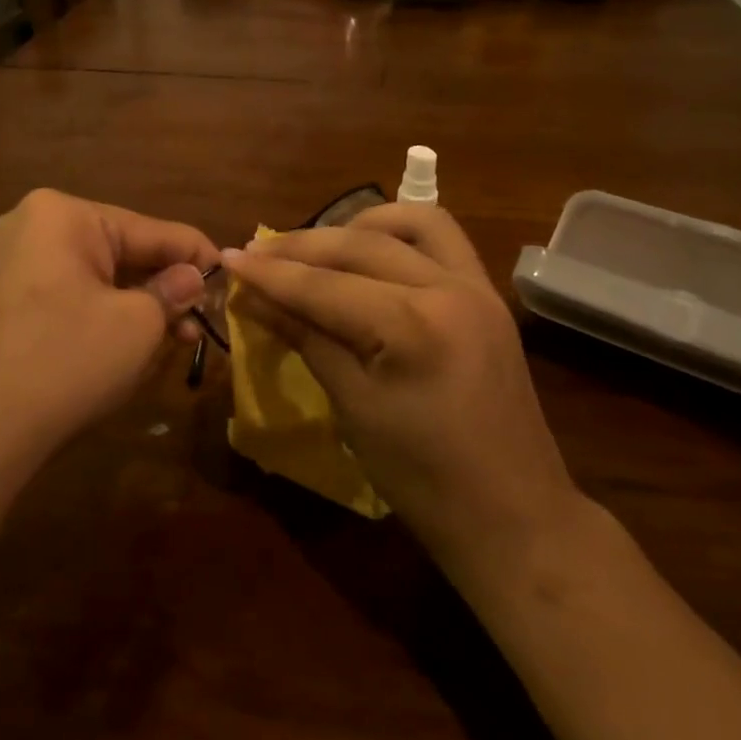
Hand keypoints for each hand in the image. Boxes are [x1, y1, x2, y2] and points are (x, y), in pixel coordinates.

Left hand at [0, 190, 217, 472]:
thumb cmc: (69, 362)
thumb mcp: (138, 324)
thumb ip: (174, 291)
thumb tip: (195, 277)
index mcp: (64, 215)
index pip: (152, 230)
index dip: (198, 255)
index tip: (232, 278)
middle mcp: (34, 225)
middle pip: (124, 251)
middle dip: (167, 287)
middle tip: (204, 320)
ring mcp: (16, 262)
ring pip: (101, 276)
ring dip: (141, 305)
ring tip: (179, 340)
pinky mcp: (10, 298)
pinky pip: (74, 293)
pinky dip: (108, 314)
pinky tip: (137, 342)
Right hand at [224, 204, 581, 582]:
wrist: (512, 515)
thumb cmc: (422, 478)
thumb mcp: (354, 407)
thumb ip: (306, 339)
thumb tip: (254, 299)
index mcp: (413, 325)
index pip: (325, 287)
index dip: (271, 273)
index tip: (228, 257)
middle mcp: (450, 289)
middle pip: (362, 245)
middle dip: (303, 246)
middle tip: (257, 250)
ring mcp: (478, 288)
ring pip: (413, 223)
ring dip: (359, 224)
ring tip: (319, 245)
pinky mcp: (489, 298)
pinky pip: (445, 242)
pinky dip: (401, 236)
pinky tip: (372, 255)